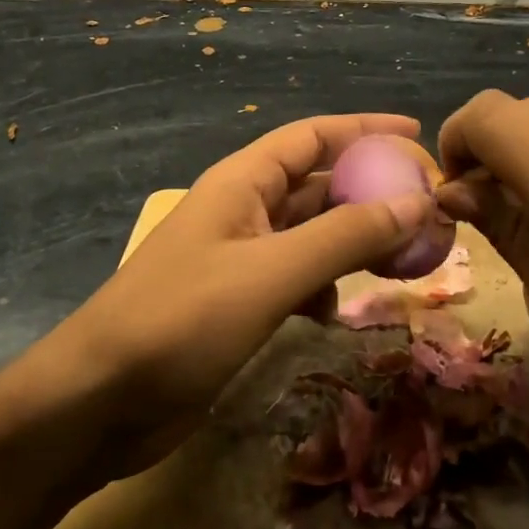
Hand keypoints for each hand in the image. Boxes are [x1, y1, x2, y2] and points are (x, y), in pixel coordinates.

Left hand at [67, 113, 437, 478]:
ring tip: (401, 259)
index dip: (365, 129)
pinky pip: (293, 279)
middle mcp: (241, 212)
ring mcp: (238, 260)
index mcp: (242, 183)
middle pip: (316, 185)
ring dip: (351, 242)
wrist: (101, 399)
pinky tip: (334, 313)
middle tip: (427, 207)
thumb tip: (417, 203)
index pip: (312, 136)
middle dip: (369, 191)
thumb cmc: (182, 320)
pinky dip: (321, 287)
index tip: (419, 133)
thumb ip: (344, 237)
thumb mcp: (271, 272)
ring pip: (309, 235)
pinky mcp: (236, 304)